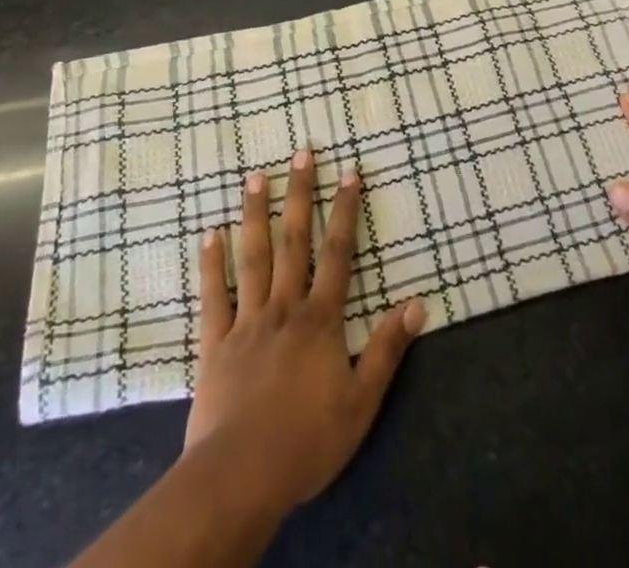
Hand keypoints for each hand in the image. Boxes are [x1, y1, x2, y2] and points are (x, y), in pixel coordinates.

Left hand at [183, 150, 424, 512]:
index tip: (349, 172)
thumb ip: (388, 349)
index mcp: (320, 320)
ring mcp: (246, 321)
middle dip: (300, 195)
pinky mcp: (215, 343)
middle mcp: (284, 307)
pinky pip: (213, 296)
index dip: (345, 211)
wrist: (242, 475)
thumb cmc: (308, 440)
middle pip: (294, 241)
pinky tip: (210, 234)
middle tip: (301, 153)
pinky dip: (211, 264)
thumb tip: (418, 302)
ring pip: (253, 257)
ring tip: (255, 176)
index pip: (337, 254)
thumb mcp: (363, 402)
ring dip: (255, 214)